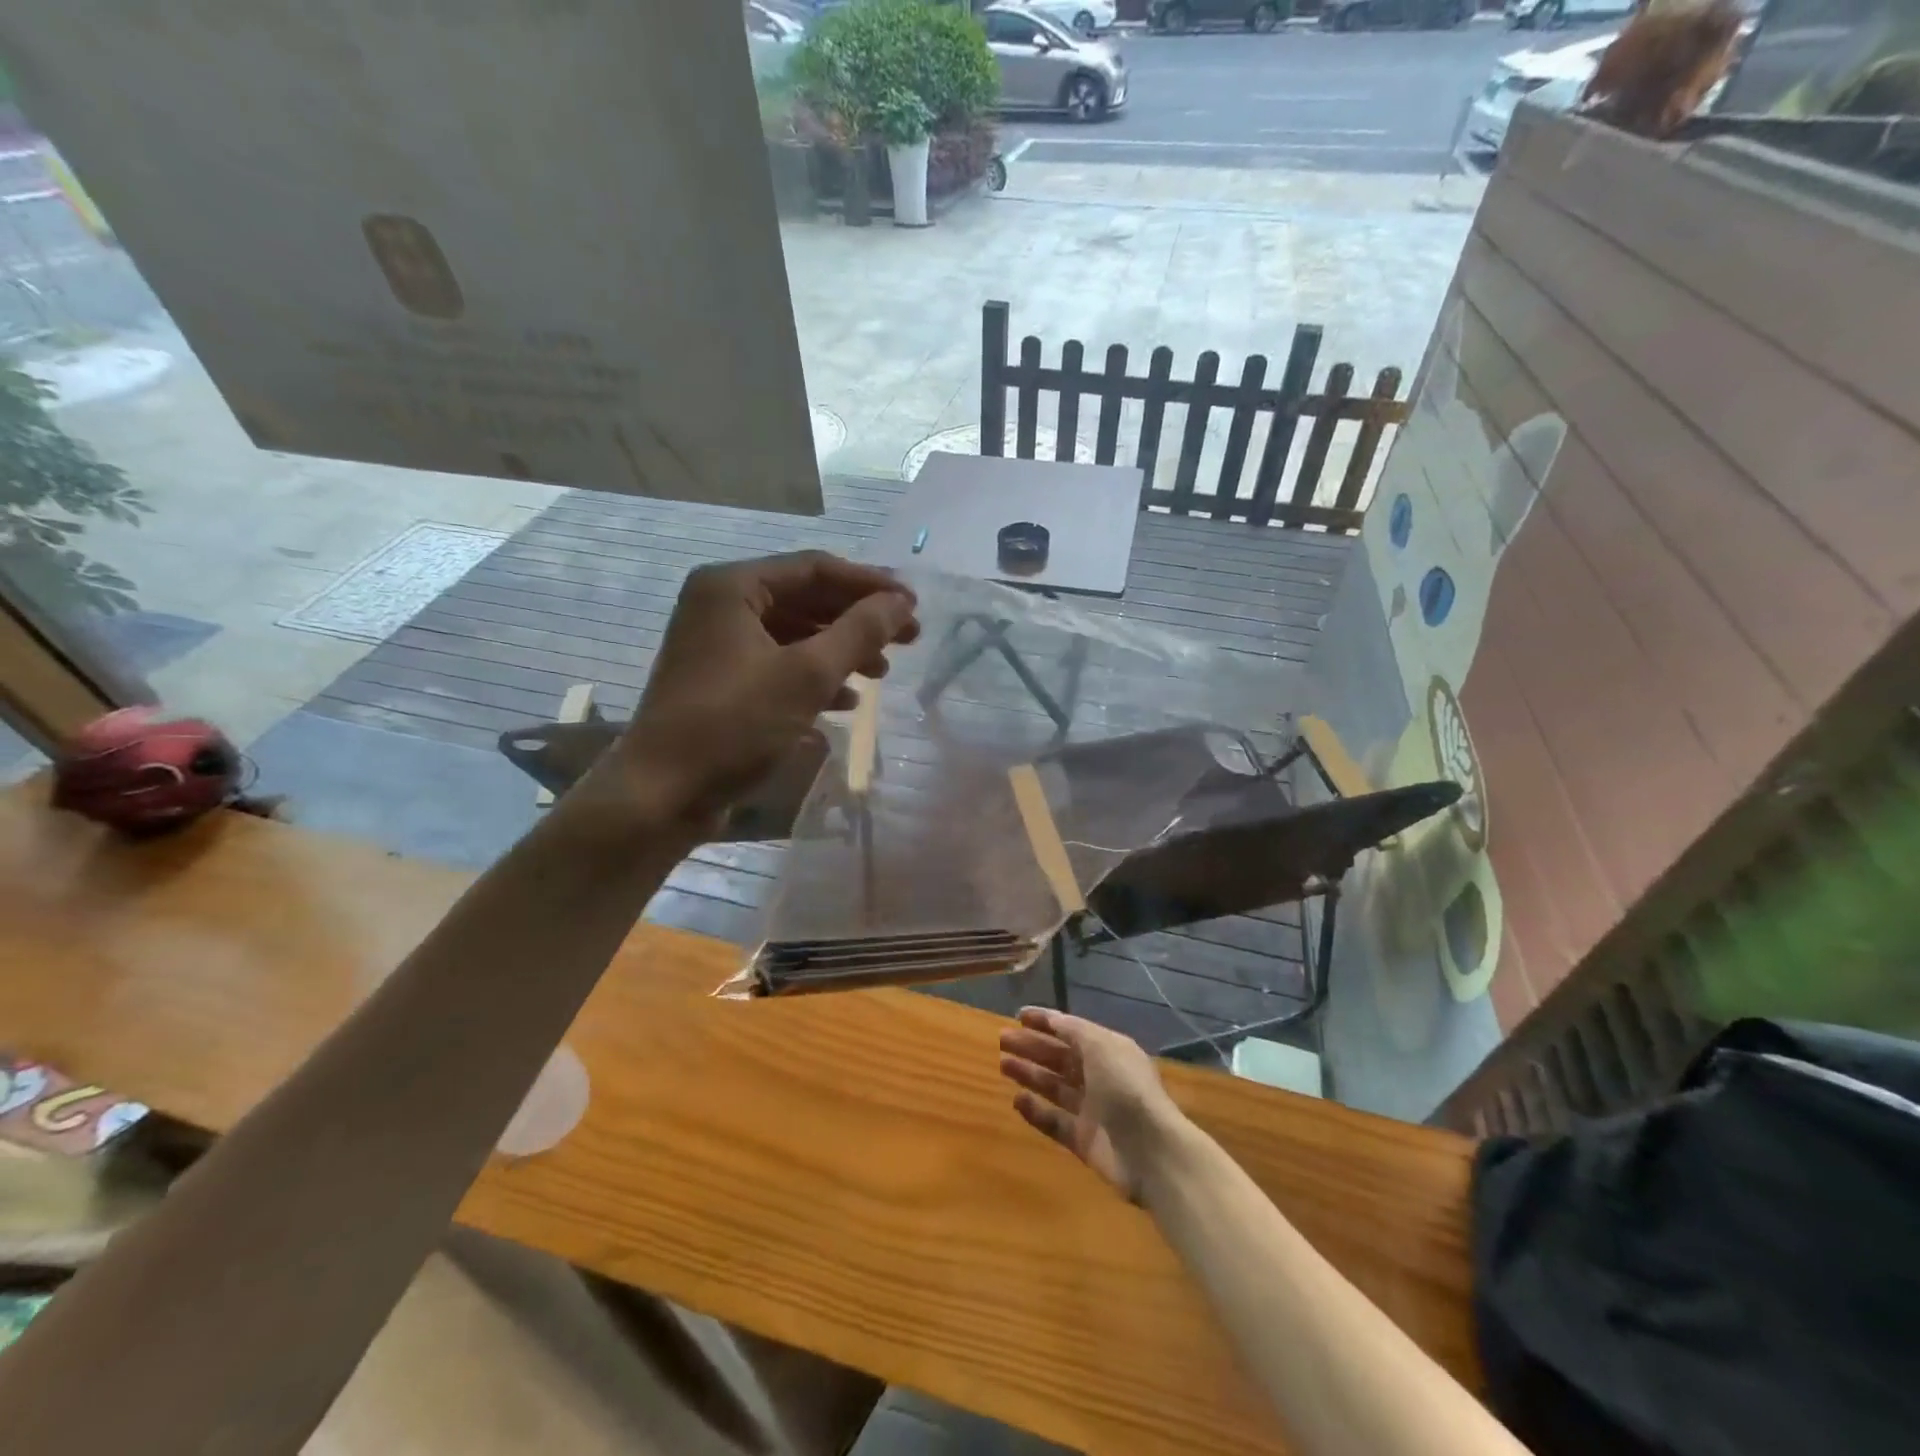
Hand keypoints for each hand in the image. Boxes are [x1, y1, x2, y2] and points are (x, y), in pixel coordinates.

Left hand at [596, 552, 917, 830]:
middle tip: (907, 639)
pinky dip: (814, 678)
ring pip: (795, 635)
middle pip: (806, 599)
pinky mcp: (722, 682)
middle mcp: (721, 605)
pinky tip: (845, 701)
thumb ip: (859, 632)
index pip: (815, 568)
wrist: (663, 793)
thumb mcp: (806, 675)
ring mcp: (718, 645)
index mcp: (733, 587)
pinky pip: (778, 665)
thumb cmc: (735, 724)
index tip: (913, 606)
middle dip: (858, 620)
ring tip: (881, 674)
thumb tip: (900, 602)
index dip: (869, 585)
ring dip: (840, 651)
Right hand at [998, 1006, 1183, 1200]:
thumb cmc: (1125, 1088)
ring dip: (1030, 1074)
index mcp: (1109, 1051)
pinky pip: (1055, 1122)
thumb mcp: (1101, 1046)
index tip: (1018, 1016)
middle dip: (1033, 1047)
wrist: (1151, 1152)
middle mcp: (1100, 1077)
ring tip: (1003, 1065)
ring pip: (1055, 1087)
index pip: (1072, 1031)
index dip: (1046, 1021)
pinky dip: (1036, 1111)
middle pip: (1060, 1058)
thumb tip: (1052, 1019)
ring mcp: (1092, 1110)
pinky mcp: (1084, 1141)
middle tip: (1002, 1040)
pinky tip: (1016, 1101)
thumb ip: (1074, 1031)